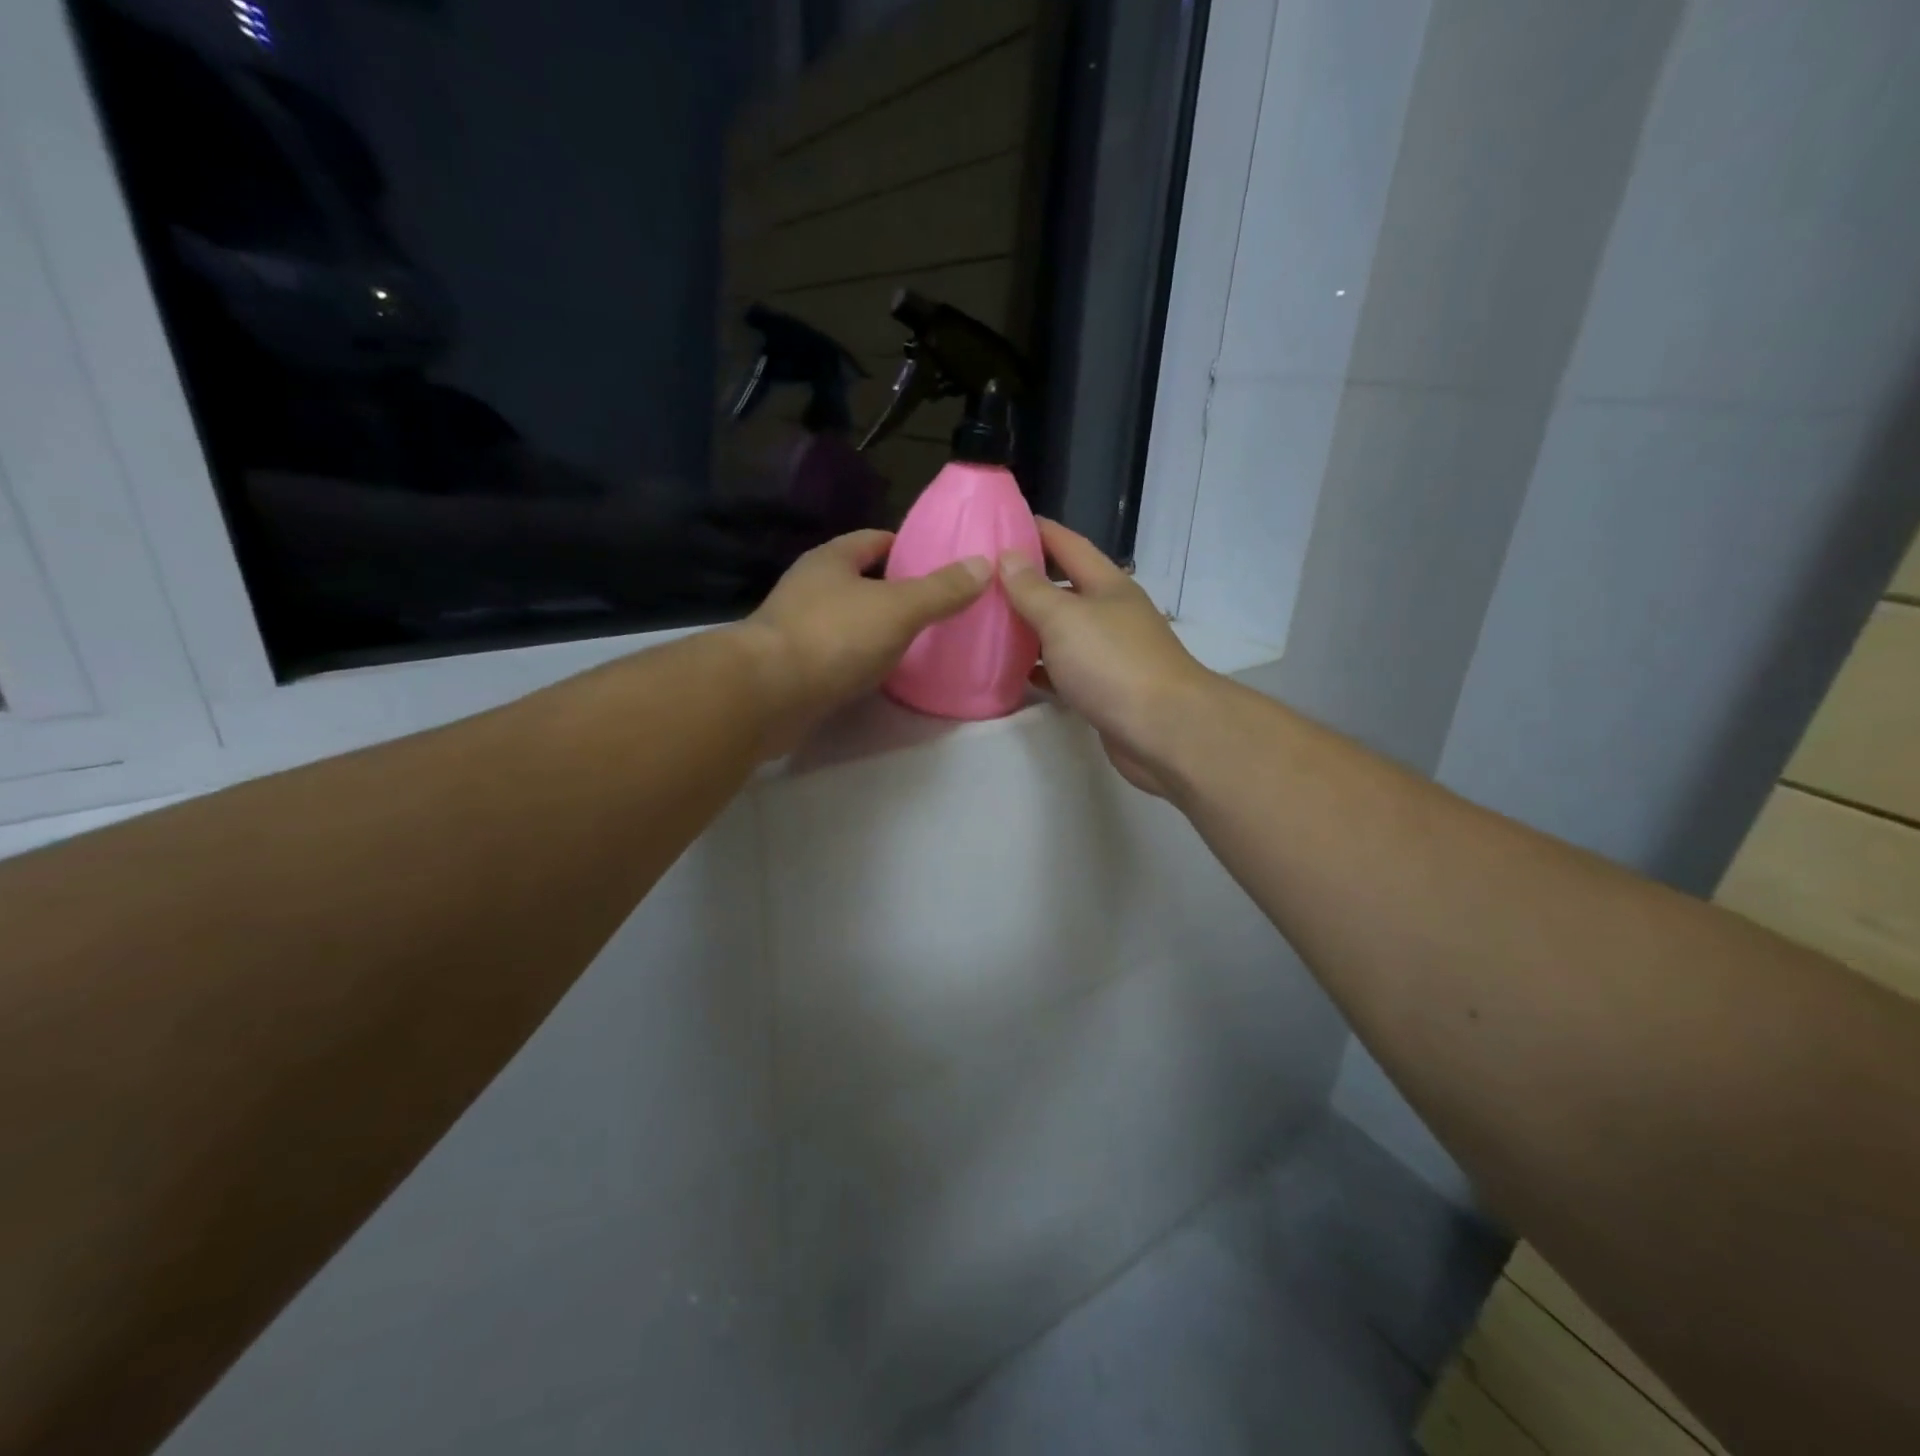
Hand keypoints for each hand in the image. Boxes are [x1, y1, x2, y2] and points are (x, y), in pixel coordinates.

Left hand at [737, 529, 990, 753]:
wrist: (768, 694)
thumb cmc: (834, 637)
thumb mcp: (898, 608)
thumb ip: (940, 590)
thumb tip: (983, 565)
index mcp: (830, 560)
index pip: (872, 540)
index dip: (903, 545)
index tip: (934, 558)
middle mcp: (808, 587)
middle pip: (857, 580)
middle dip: (890, 589)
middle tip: (932, 604)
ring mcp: (794, 628)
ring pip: (844, 619)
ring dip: (872, 627)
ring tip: (912, 640)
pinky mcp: (791, 667)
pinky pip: (834, 654)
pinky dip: (857, 659)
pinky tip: (879, 673)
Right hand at [998, 519, 1214, 794]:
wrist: (1163, 731)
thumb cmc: (1113, 663)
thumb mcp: (1064, 618)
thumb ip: (1033, 589)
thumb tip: (1007, 555)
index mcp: (1108, 585)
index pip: (1069, 545)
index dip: (1038, 530)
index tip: (1002, 521)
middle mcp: (1111, 614)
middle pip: (1065, 589)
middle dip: (1028, 581)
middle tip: (982, 577)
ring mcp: (1110, 654)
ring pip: (1062, 632)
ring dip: (1030, 628)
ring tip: (987, 623)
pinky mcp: (1104, 691)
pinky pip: (1064, 671)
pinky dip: (1040, 669)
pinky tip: (1011, 672)